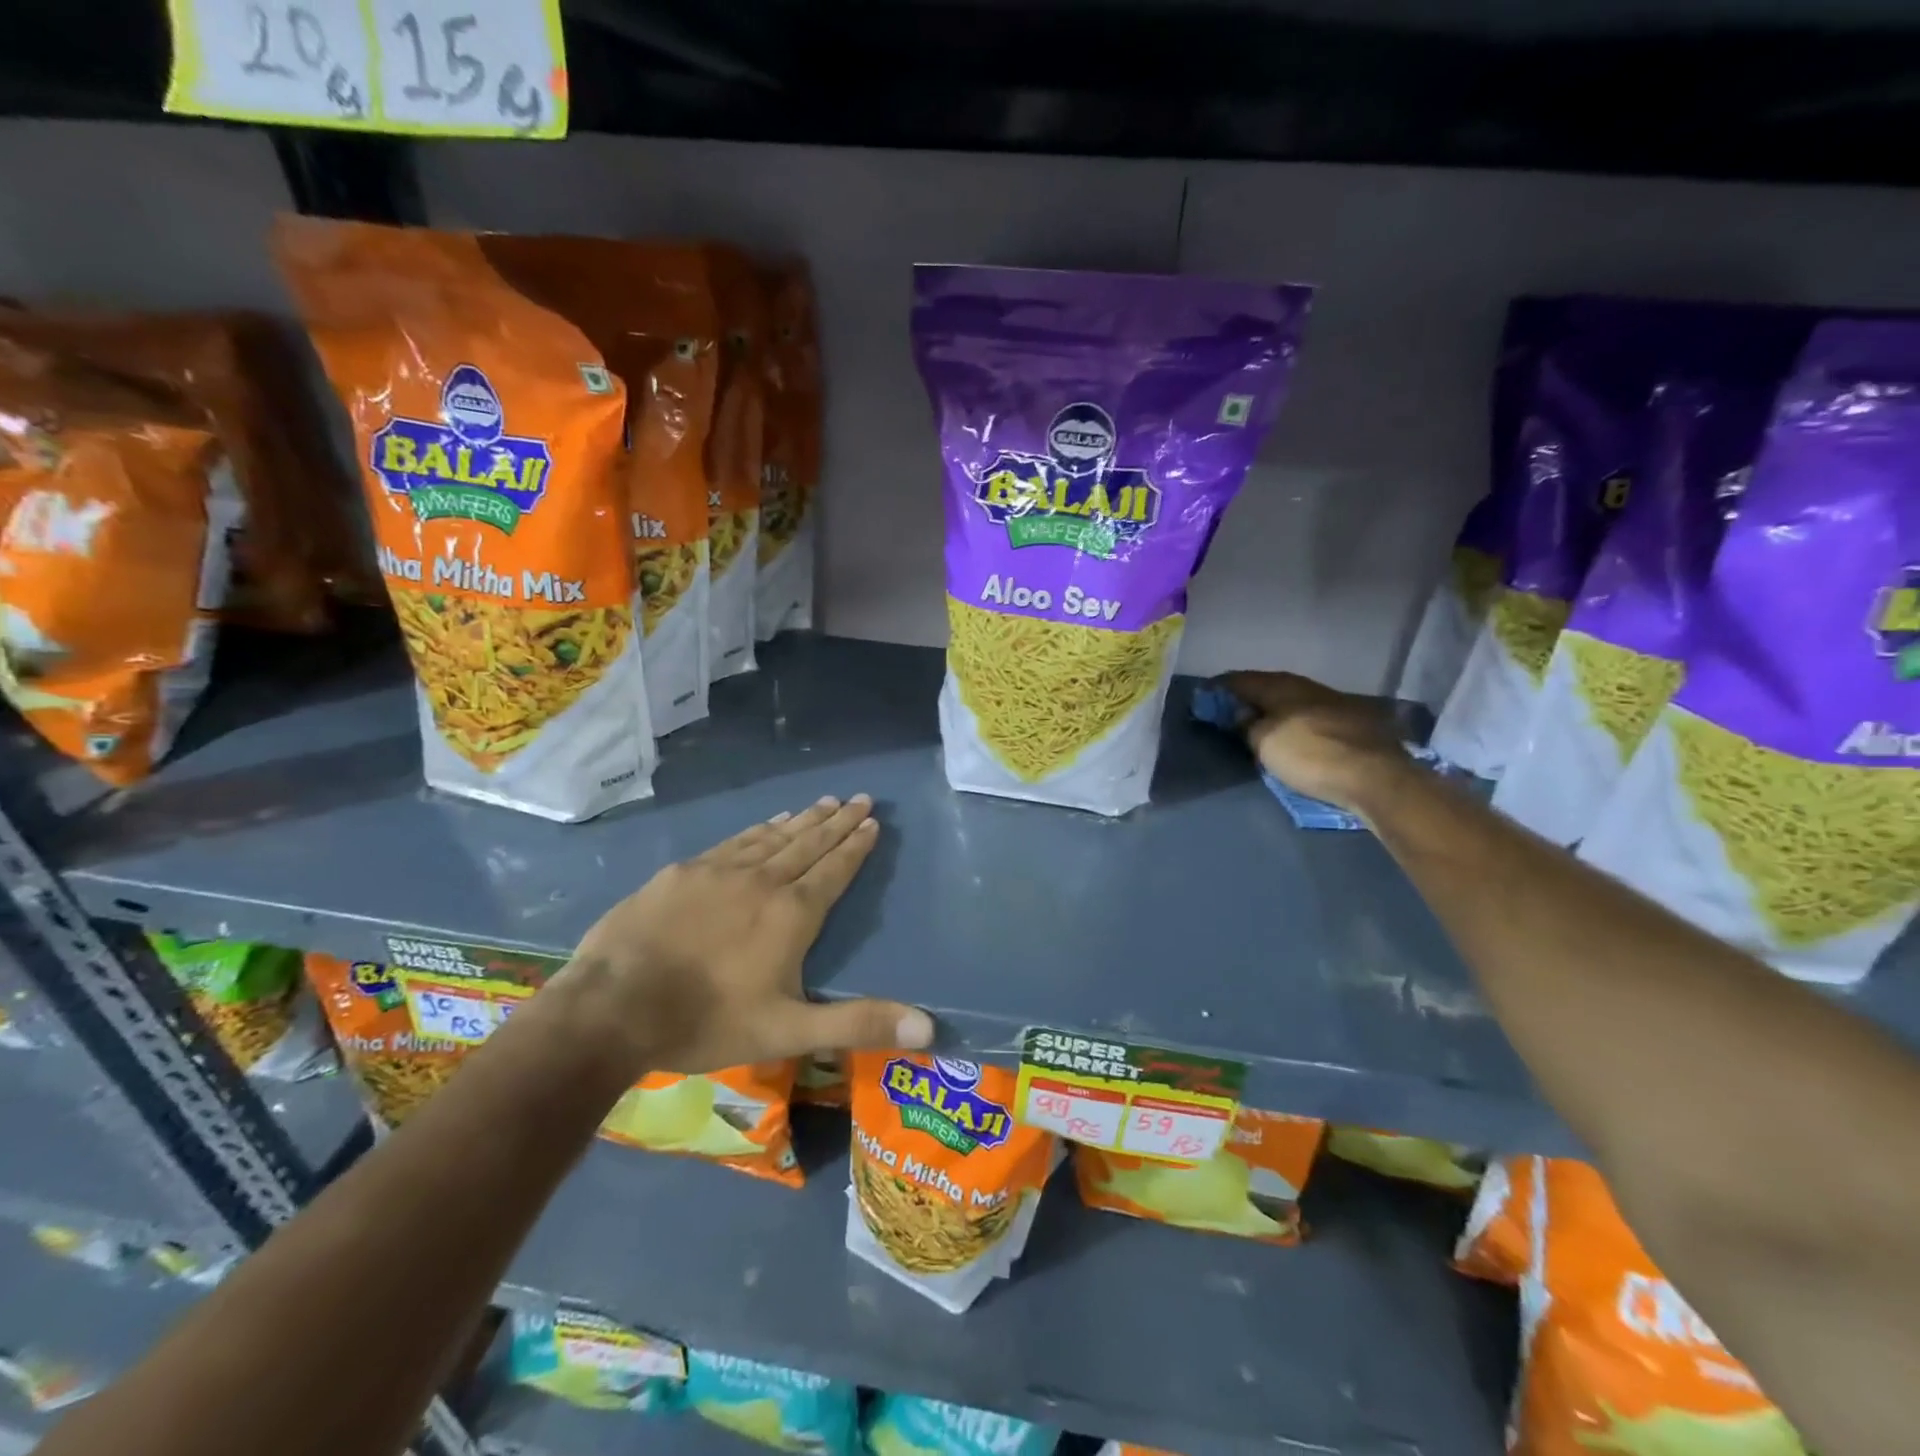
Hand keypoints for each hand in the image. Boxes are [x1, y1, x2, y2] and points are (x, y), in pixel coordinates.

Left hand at [557, 796, 932, 1077]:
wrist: (614, 1007)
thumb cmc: (708, 1020)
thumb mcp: (790, 1031)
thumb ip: (859, 1024)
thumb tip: (929, 1029)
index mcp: (792, 914)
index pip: (834, 869)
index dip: (856, 845)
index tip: (873, 820)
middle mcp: (763, 881)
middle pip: (809, 843)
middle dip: (838, 821)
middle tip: (860, 798)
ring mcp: (719, 871)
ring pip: (773, 837)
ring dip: (803, 819)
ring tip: (824, 802)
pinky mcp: (683, 872)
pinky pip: (734, 842)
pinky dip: (759, 830)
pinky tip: (767, 824)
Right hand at [1222, 670, 1410, 812]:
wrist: (1376, 776)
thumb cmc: (1311, 755)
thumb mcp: (1265, 743)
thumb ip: (1247, 725)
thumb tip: (1239, 714)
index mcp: (1281, 686)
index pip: (1241, 679)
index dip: (1220, 688)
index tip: (1204, 698)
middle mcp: (1307, 686)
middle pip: (1268, 686)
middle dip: (1247, 696)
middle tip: (1228, 710)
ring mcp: (1333, 701)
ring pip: (1292, 698)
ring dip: (1272, 707)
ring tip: (1258, 722)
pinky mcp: (1352, 721)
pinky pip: (1310, 713)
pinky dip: (1293, 719)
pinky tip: (1291, 731)